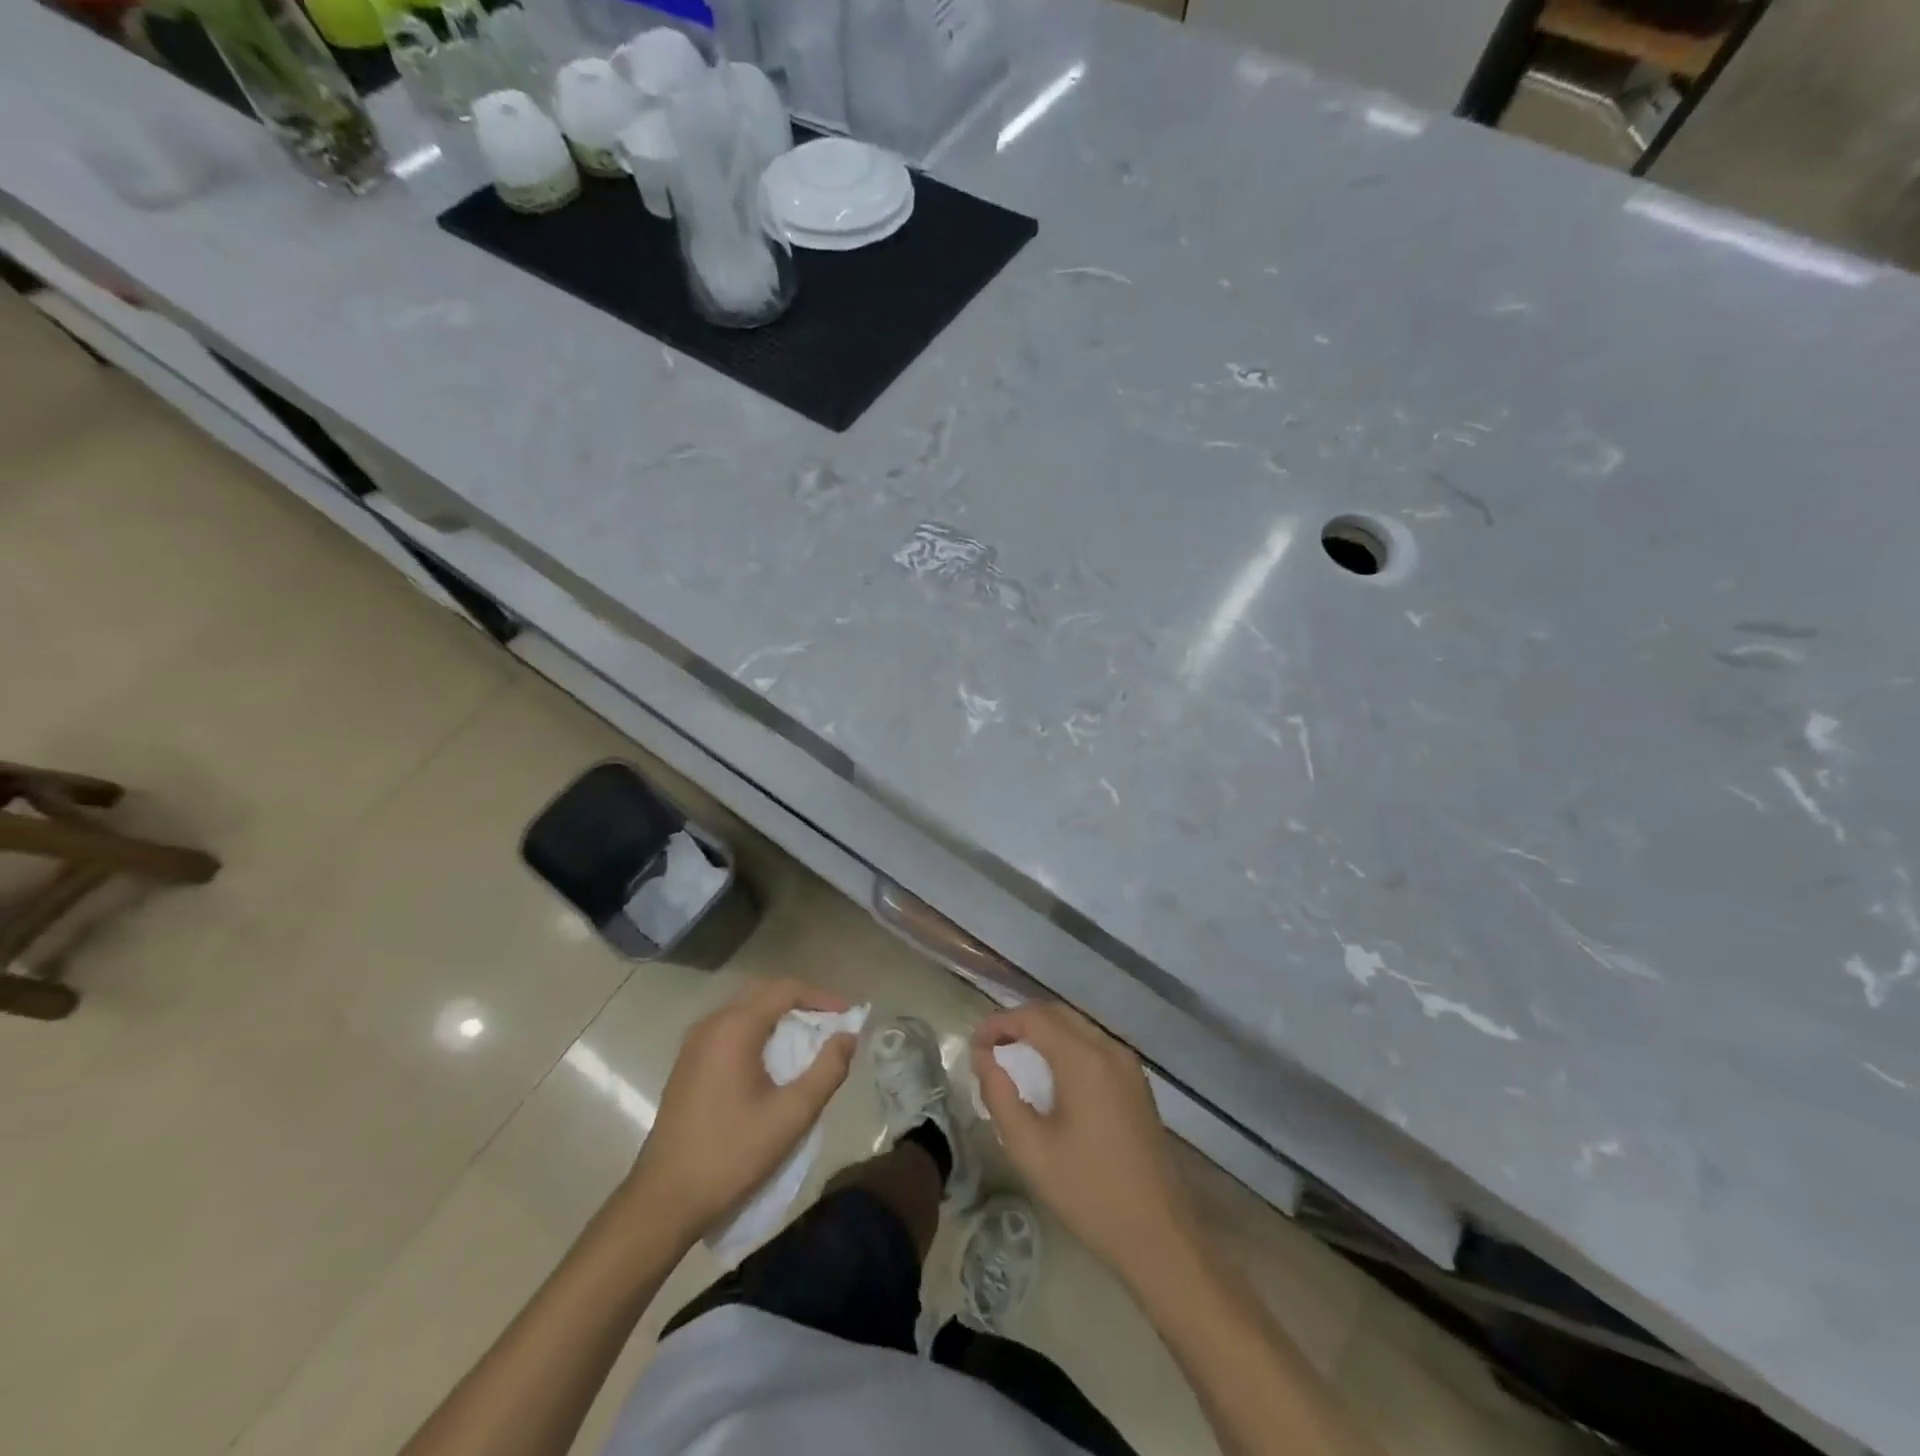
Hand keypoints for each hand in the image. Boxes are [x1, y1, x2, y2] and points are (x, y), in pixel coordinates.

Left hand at [629, 979, 857, 1237]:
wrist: (664, 1200)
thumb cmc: (732, 1154)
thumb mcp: (792, 1114)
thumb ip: (827, 1070)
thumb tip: (848, 1036)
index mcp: (735, 1028)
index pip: (785, 990)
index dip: (821, 997)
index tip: (848, 1015)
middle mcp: (711, 1024)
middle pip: (764, 992)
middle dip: (801, 1001)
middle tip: (830, 1024)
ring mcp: (694, 1043)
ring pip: (745, 1009)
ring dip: (779, 1015)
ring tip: (808, 1040)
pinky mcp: (687, 1063)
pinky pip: (729, 1029)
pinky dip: (758, 1030)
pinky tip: (773, 1060)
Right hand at [973, 1003, 1195, 1277]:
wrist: (1158, 1233)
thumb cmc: (1088, 1192)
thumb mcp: (1029, 1149)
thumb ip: (1000, 1096)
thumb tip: (983, 1058)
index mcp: (1084, 1059)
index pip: (1033, 1017)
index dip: (999, 1023)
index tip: (974, 1045)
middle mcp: (1108, 1049)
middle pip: (1056, 1014)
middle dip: (1018, 1022)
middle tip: (989, 1047)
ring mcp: (1127, 1064)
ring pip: (1076, 1026)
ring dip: (1042, 1032)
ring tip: (1012, 1057)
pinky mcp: (1136, 1081)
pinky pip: (1093, 1044)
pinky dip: (1064, 1045)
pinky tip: (1049, 1074)